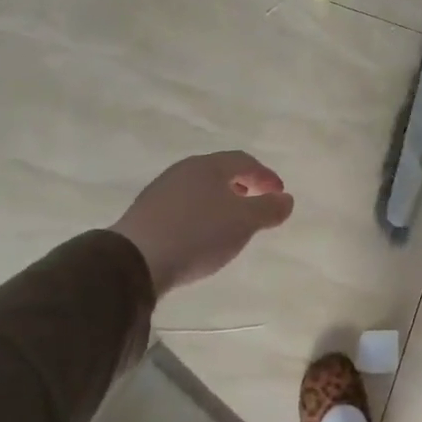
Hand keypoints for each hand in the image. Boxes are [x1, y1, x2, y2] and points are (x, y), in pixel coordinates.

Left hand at [112, 152, 294, 294]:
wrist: (135, 260)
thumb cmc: (199, 234)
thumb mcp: (244, 222)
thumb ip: (269, 209)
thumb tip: (286, 199)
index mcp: (209, 166)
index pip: (245, 161)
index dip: (266, 176)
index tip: (280, 195)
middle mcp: (184, 170)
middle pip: (220, 171)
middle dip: (243, 185)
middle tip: (257, 204)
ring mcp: (161, 190)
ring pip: (200, 188)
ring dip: (221, 200)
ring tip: (231, 223)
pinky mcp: (146, 213)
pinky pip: (183, 205)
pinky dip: (201, 213)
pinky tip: (202, 234)